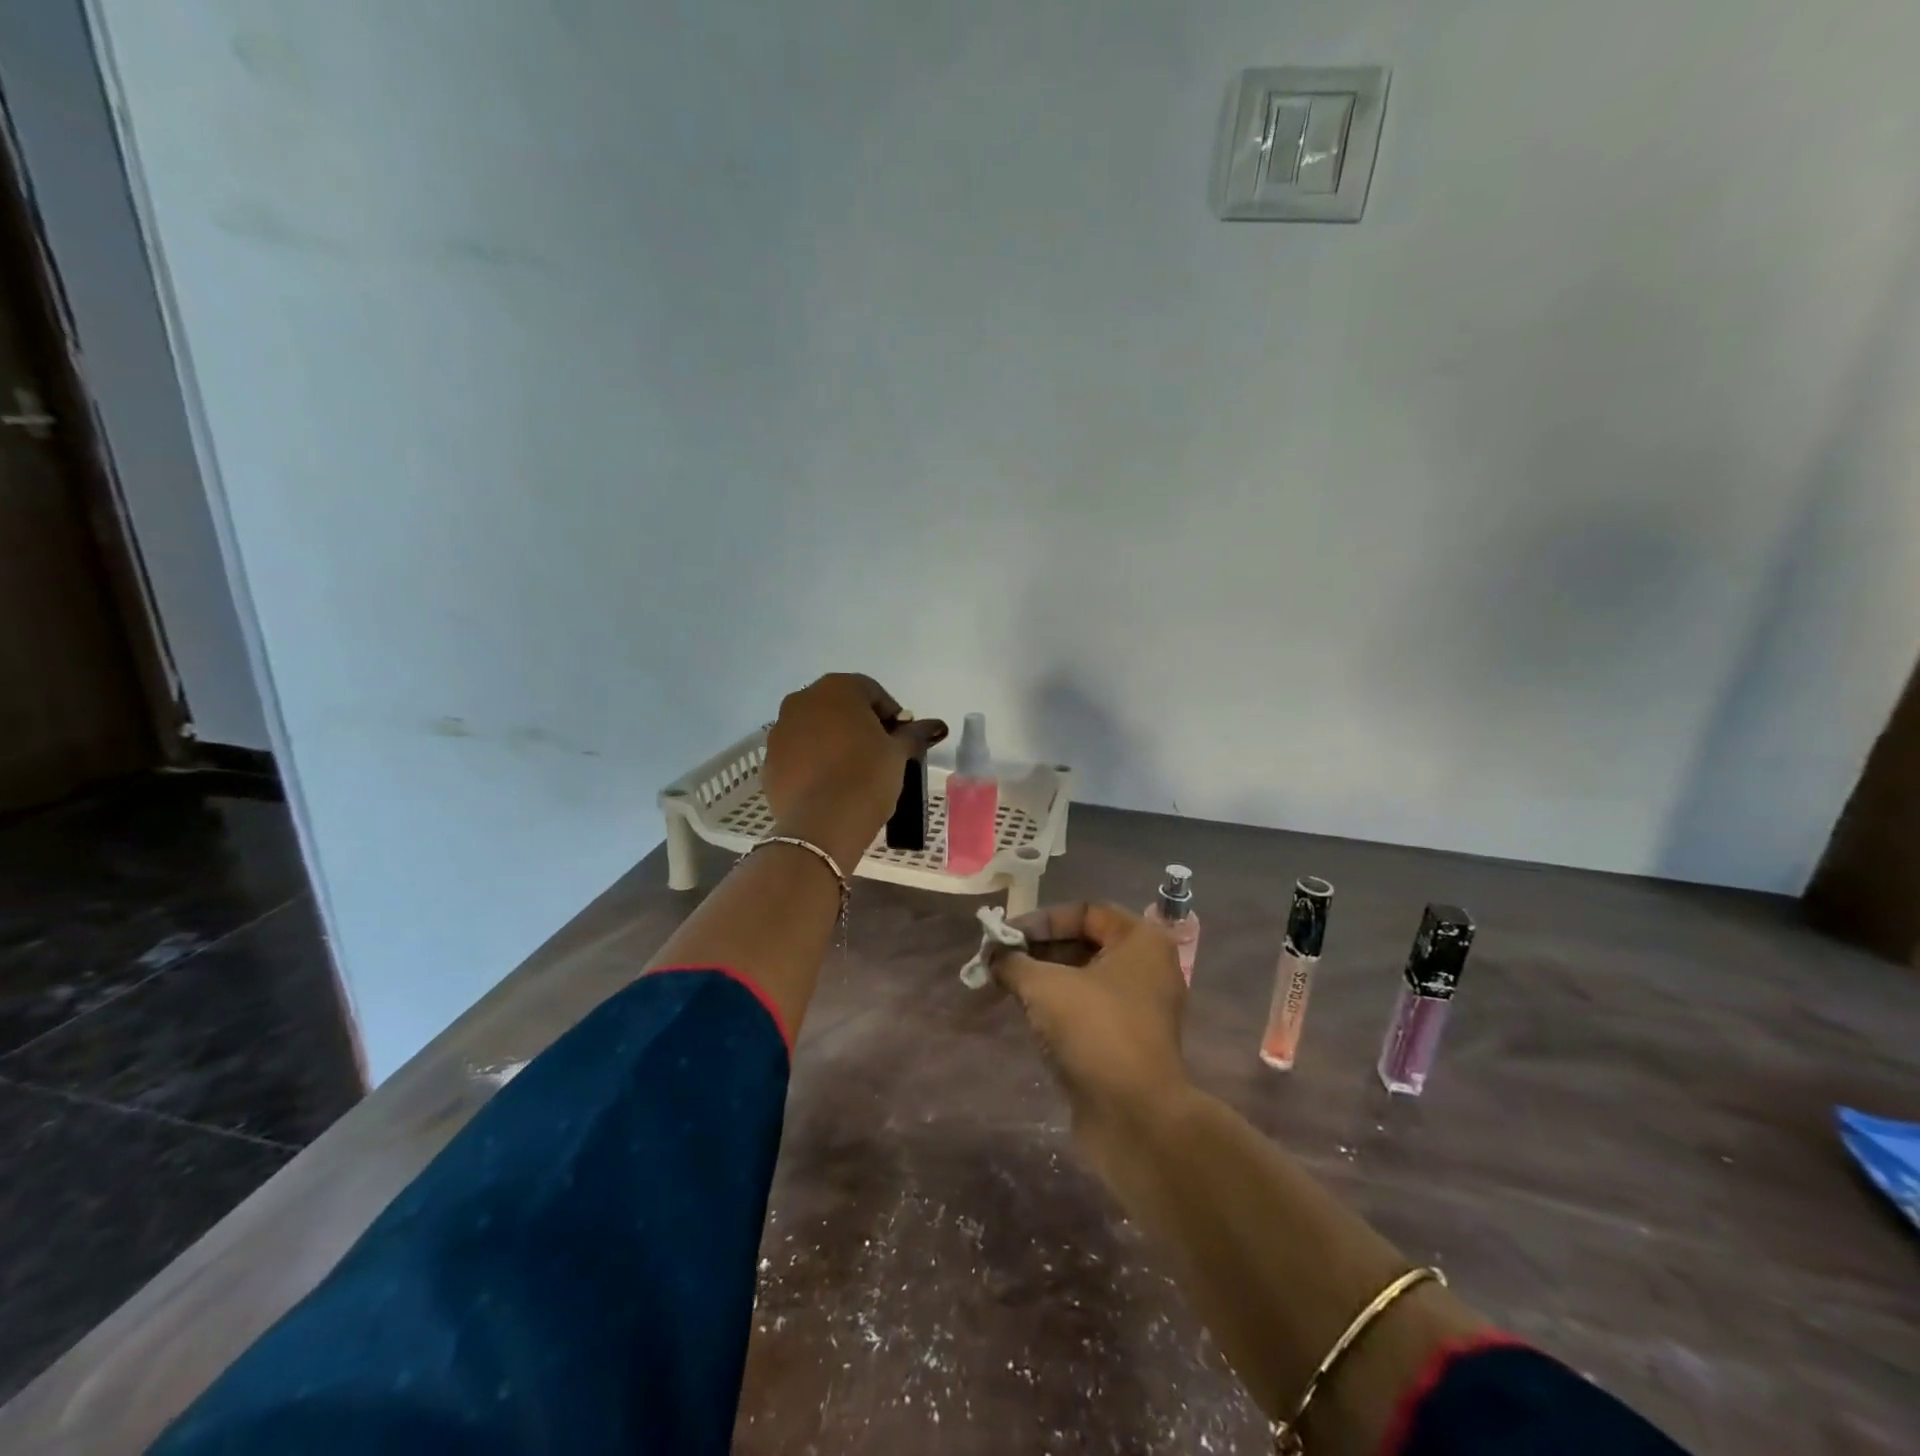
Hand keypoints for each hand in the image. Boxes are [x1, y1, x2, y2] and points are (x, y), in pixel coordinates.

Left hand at [763, 673, 946, 867]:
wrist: (822, 824)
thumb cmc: (867, 776)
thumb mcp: (898, 754)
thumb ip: (914, 734)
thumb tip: (937, 726)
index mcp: (837, 688)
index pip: (872, 692)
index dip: (891, 715)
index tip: (901, 741)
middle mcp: (802, 700)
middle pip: (839, 707)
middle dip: (860, 725)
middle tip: (879, 754)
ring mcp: (780, 731)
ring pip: (815, 730)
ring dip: (834, 743)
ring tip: (853, 772)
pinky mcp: (769, 762)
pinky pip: (798, 755)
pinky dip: (813, 763)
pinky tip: (830, 786)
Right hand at [992, 902, 1192, 1176]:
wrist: (1136, 1118)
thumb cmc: (1095, 1031)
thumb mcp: (1045, 986)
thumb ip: (1014, 962)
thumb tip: (992, 955)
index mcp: (1141, 941)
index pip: (1085, 912)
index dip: (1041, 920)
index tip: (1005, 936)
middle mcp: (1147, 968)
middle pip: (1084, 943)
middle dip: (1038, 950)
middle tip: (998, 960)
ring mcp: (1139, 1008)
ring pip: (1083, 979)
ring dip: (1043, 978)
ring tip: (1005, 984)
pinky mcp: (1127, 1042)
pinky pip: (1087, 1010)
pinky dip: (1057, 1007)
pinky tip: (1026, 1014)